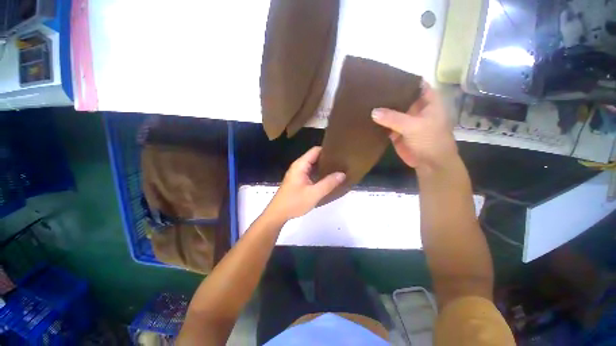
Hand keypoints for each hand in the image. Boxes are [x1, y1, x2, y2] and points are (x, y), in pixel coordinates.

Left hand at [265, 147, 345, 221]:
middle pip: (315, 157)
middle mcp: (299, 166)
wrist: (278, 214)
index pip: (316, 150)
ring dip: (324, 167)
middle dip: (328, 159)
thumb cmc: (294, 202)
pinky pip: (311, 173)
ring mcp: (298, 173)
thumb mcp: (314, 194)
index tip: (340, 153)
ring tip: (338, 169)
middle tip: (342, 162)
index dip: (328, 150)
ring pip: (313, 165)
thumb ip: (328, 183)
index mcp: (301, 165)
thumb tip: (342, 174)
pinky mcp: (298, 180)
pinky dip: (319, 174)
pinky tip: (328, 179)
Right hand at [371, 82, 458, 174]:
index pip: (415, 84)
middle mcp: (415, 108)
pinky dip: (378, 122)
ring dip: (381, 109)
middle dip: (388, 94)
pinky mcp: (396, 132)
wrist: (429, 164)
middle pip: (400, 97)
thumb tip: (373, 111)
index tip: (385, 76)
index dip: (403, 79)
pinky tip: (366, 117)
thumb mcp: (413, 126)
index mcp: (427, 101)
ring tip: (365, 101)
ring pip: (392, 111)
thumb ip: (393, 118)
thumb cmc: (430, 140)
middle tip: (370, 89)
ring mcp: (405, 121)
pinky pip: (386, 124)